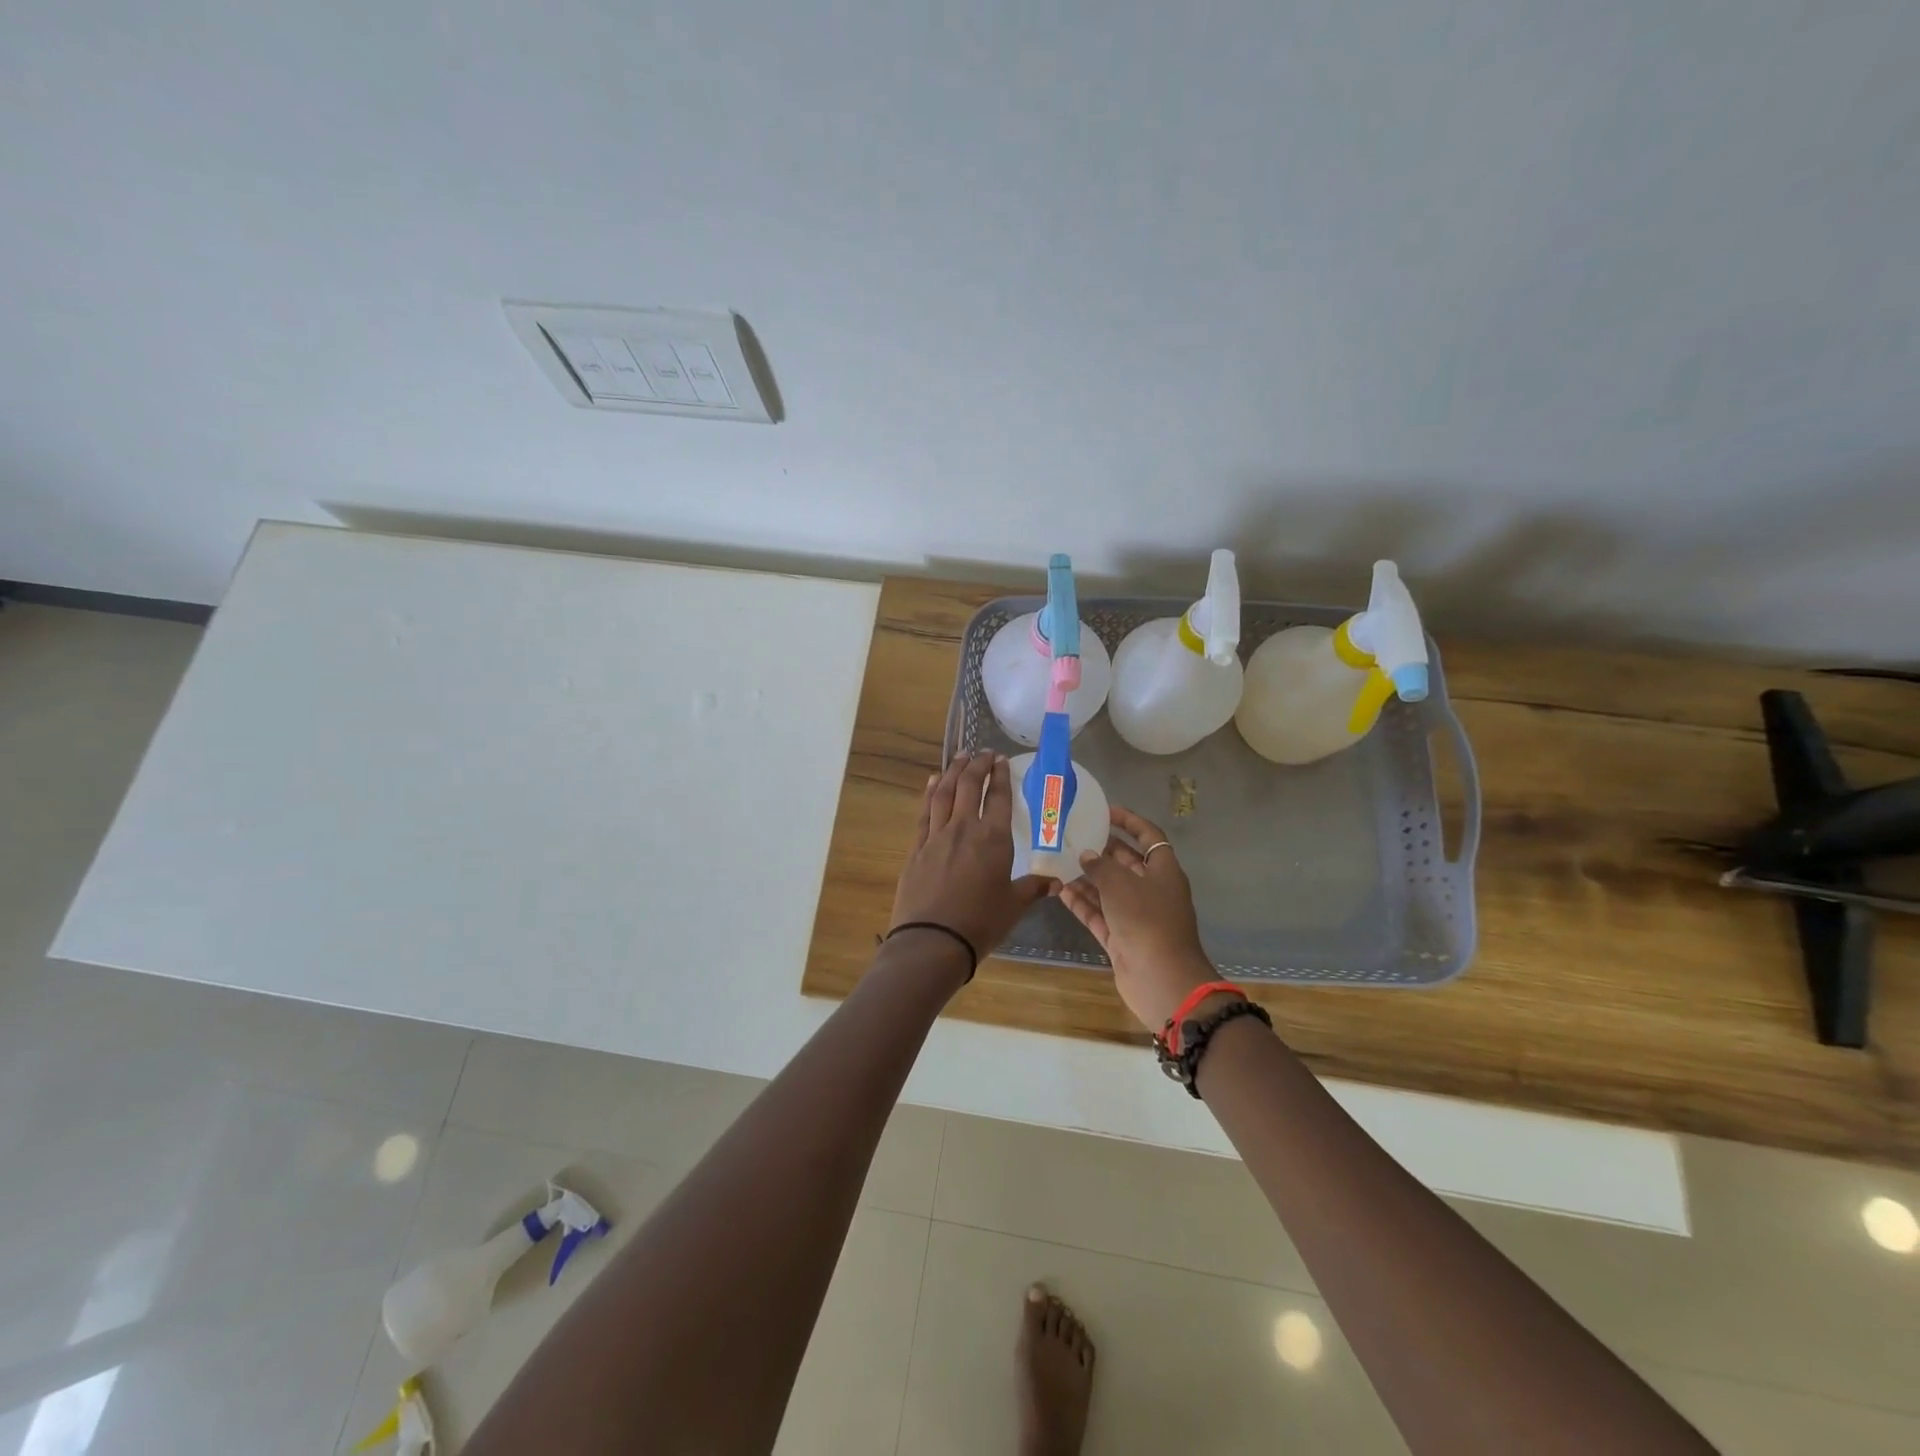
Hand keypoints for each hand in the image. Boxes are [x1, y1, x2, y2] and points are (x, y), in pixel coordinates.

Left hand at [891, 751, 1049, 971]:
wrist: (932, 941)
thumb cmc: (980, 923)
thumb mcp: (1013, 906)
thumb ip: (1033, 888)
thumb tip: (1056, 882)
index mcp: (993, 839)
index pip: (998, 797)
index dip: (1000, 776)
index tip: (1001, 760)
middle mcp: (963, 829)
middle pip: (968, 786)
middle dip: (977, 765)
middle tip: (982, 752)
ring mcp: (936, 836)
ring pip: (944, 792)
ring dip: (953, 771)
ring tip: (960, 757)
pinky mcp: (917, 848)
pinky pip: (924, 812)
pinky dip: (930, 792)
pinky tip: (932, 782)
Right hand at [1058, 806, 1216, 1030]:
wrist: (1162, 979)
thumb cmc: (1147, 921)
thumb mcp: (1121, 885)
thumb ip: (1101, 866)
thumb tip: (1088, 856)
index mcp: (1164, 871)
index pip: (1149, 836)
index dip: (1129, 821)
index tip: (1105, 811)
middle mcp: (1152, 890)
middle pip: (1126, 863)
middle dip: (1102, 850)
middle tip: (1073, 837)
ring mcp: (1137, 916)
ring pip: (1110, 890)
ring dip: (1087, 878)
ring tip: (1059, 861)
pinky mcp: (1122, 939)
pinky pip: (1100, 914)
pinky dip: (1083, 903)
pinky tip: (1060, 890)